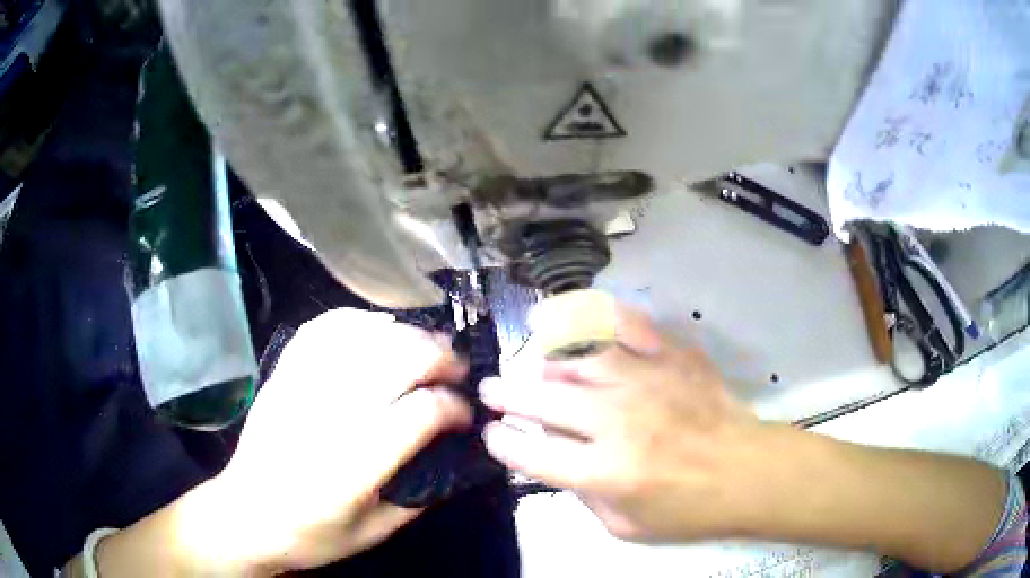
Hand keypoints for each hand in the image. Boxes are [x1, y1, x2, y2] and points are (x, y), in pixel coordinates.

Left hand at [178, 309, 472, 573]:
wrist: (247, 516)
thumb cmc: (311, 534)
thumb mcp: (373, 533)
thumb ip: (419, 496)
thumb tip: (453, 456)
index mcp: (355, 465)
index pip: (422, 412)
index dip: (455, 408)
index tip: (465, 416)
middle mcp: (329, 415)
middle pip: (398, 359)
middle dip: (441, 358)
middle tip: (457, 370)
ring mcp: (302, 387)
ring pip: (365, 336)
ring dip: (407, 334)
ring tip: (427, 346)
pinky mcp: (284, 374)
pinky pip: (324, 328)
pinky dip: (359, 320)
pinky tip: (378, 329)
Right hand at [479, 302, 760, 541]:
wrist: (748, 472)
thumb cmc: (689, 509)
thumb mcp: (626, 527)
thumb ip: (583, 496)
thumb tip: (557, 460)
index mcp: (607, 471)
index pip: (535, 454)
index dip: (505, 444)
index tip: (493, 435)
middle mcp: (619, 421)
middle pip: (546, 400)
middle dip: (506, 394)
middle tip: (490, 389)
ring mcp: (647, 382)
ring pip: (579, 358)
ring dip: (544, 360)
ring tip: (531, 362)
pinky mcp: (672, 357)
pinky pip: (626, 326)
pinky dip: (594, 318)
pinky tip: (575, 318)